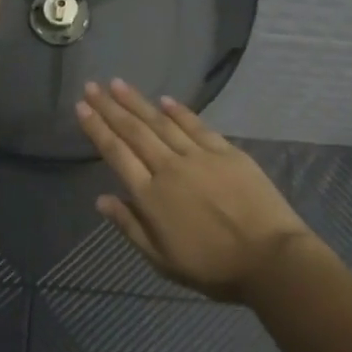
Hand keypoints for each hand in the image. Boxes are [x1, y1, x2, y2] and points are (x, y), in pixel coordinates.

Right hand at [75, 79, 323, 303]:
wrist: (270, 259)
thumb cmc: (213, 268)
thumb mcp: (162, 260)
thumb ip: (130, 226)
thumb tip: (101, 199)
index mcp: (151, 196)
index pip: (116, 154)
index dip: (97, 129)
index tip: (81, 107)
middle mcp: (170, 168)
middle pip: (134, 131)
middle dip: (110, 107)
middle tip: (92, 86)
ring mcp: (199, 156)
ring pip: (161, 122)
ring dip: (138, 102)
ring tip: (118, 84)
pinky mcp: (226, 152)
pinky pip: (197, 126)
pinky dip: (179, 111)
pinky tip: (164, 99)